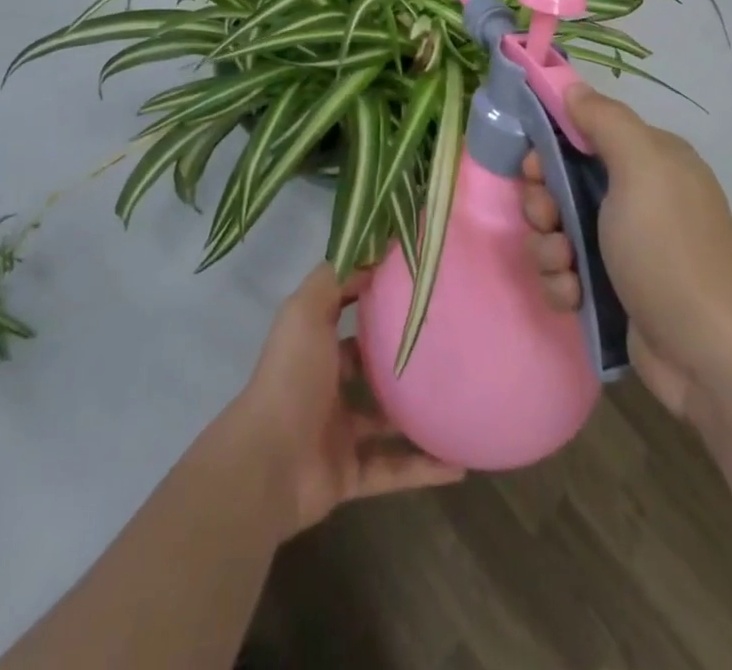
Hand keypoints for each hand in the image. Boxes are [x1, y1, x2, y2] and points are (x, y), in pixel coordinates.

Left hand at [230, 264, 463, 537]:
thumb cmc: (292, 376)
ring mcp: (339, 431)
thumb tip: (371, 256)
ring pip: (386, 420)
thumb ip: (334, 280)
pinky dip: (424, 468)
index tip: (418, 288)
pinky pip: (394, 469)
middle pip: (370, 367)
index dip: (376, 300)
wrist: (268, 463)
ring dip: (418, 413)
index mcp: (314, 345)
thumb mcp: (307, 310)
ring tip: (462, 399)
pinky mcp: (351, 474)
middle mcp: (326, 384)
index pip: (347, 316)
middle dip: (402, 357)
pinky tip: (460, 462)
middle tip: (451, 343)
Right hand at [521, 85, 731, 417]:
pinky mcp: (612, 290)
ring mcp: (624, 247)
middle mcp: (637, 198)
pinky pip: (565, 271)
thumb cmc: (668, 247)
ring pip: (557, 230)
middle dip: (543, 203)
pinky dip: (562, 282)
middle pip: (562, 183)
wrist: (706, 353)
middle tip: (548, 220)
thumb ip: (604, 121)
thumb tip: (573, 87)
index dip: (551, 147)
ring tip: (564, 267)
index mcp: (648, 161)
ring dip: (548, 247)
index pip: (585, 134)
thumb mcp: (641, 167)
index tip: (534, 168)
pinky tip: (574, 295)